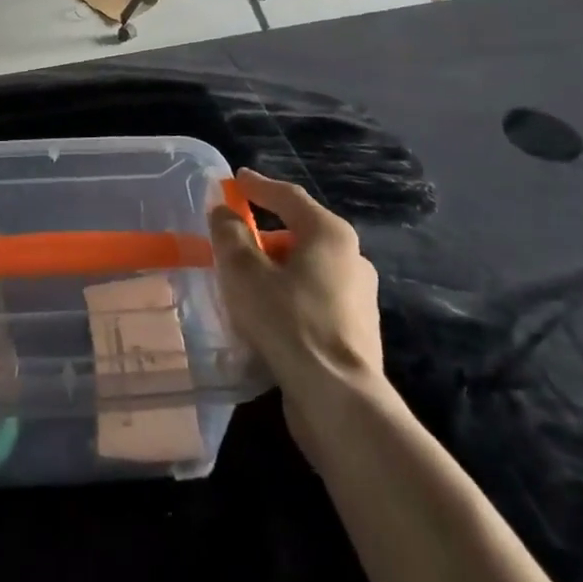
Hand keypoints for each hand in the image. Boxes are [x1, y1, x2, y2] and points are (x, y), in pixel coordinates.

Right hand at [209, 167, 390, 456]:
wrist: (339, 401)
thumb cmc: (289, 322)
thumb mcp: (244, 272)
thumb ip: (230, 235)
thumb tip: (223, 211)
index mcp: (329, 234)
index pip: (288, 197)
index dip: (258, 186)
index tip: (236, 179)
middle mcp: (352, 259)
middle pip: (299, 234)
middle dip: (264, 235)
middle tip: (232, 241)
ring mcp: (359, 299)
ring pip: (306, 271)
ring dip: (275, 271)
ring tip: (243, 284)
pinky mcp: (356, 334)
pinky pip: (313, 301)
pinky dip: (288, 299)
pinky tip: (266, 318)